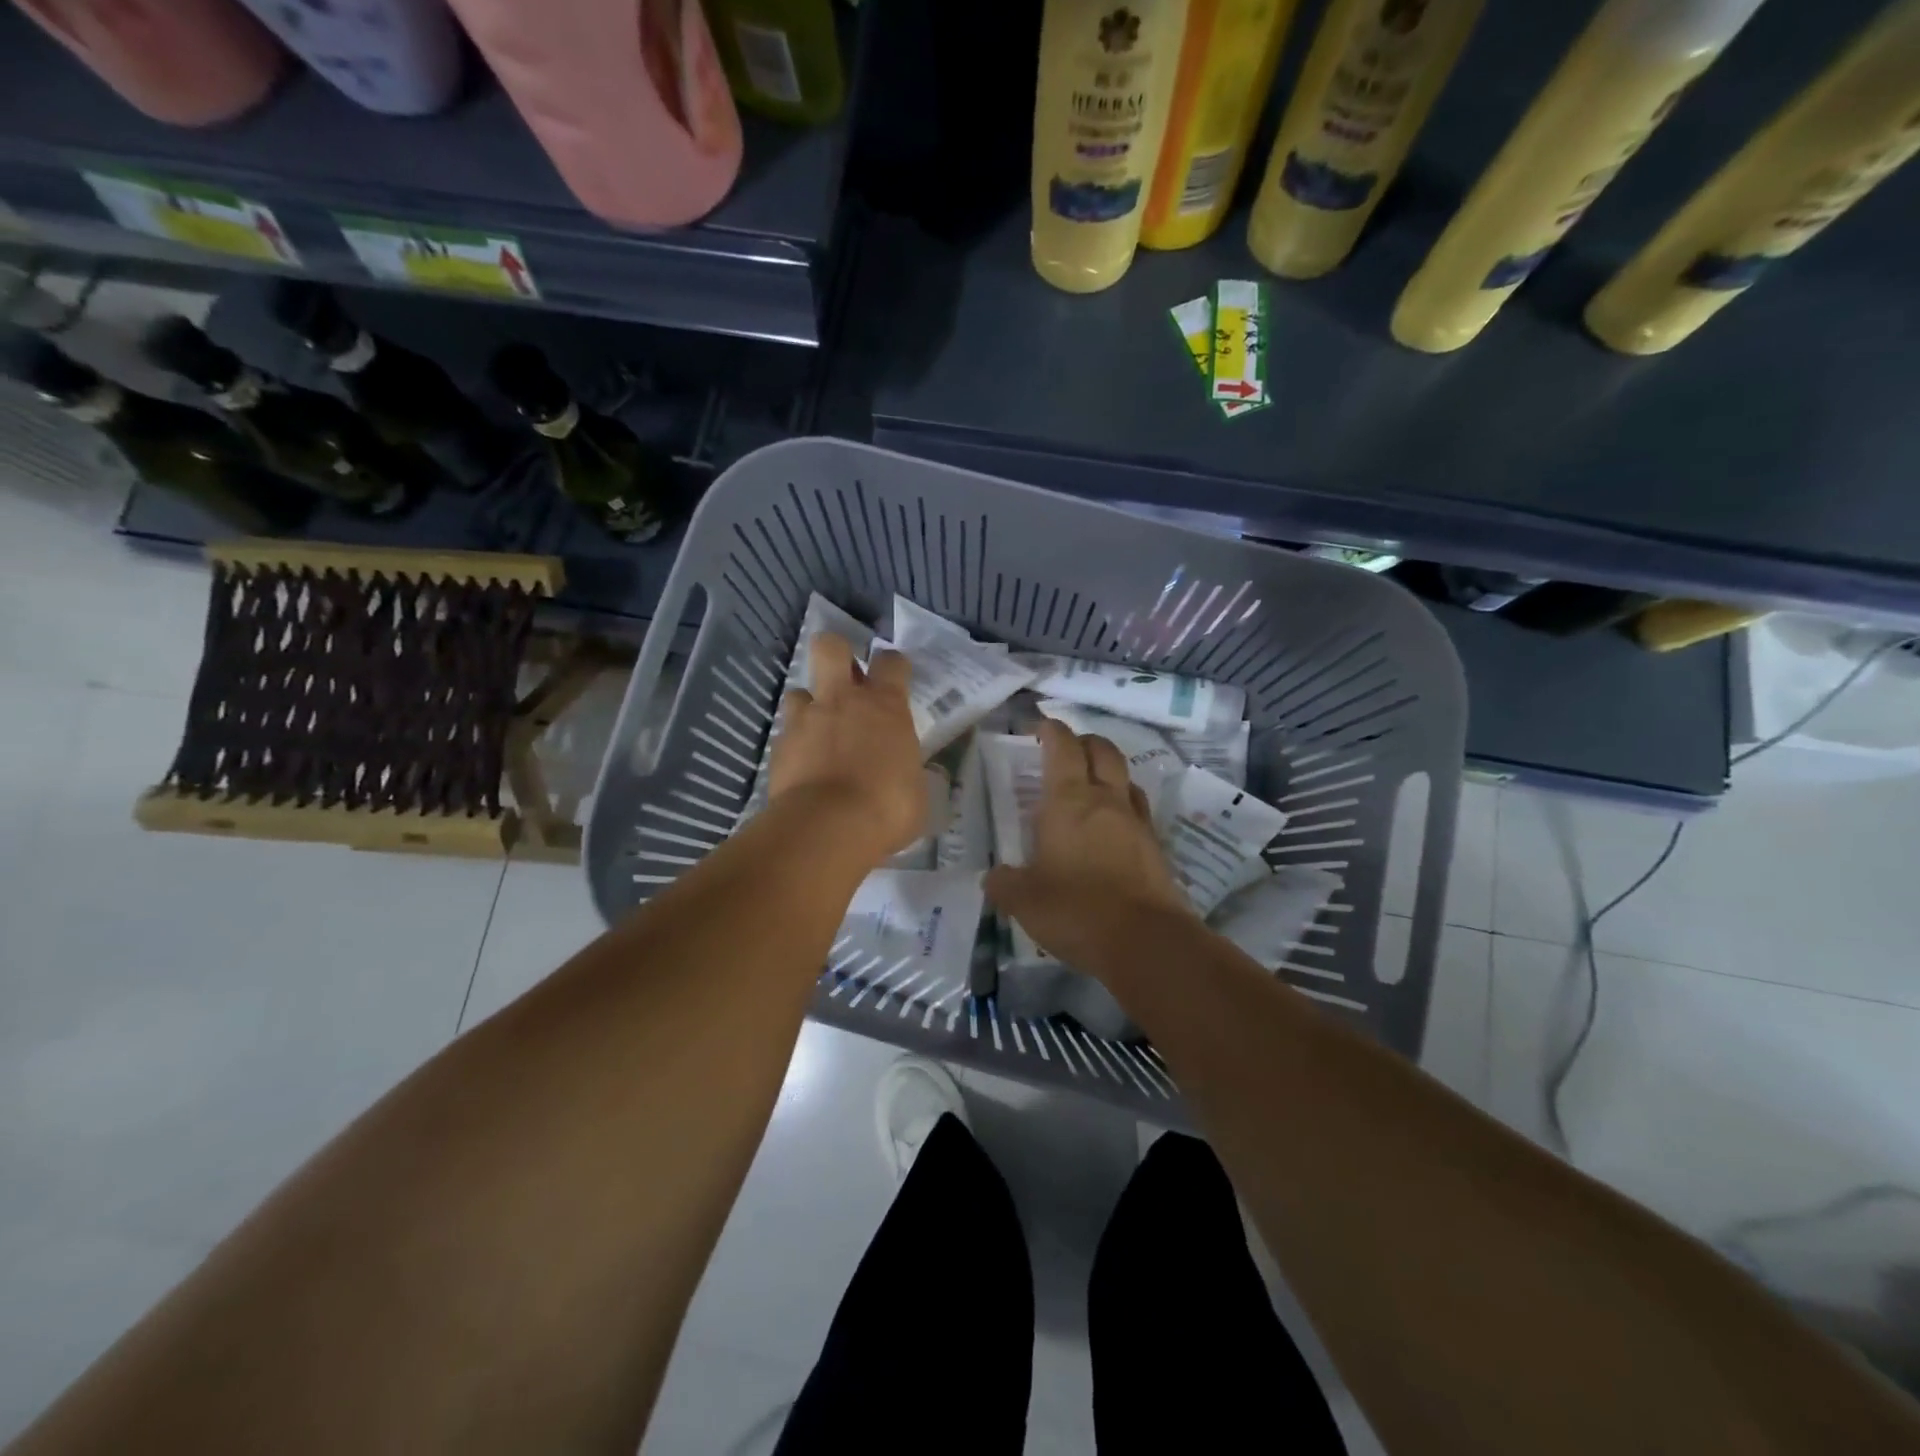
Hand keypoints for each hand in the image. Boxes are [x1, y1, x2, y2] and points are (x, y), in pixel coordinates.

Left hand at [769, 631, 926, 862]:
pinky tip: (802, 765)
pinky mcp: (779, 745)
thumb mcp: (916, 792)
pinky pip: (786, 732)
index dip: (893, 665)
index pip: (891, 662)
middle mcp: (843, 700)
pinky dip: (794, 743)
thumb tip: (906, 774)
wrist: (827, 828)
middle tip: (845, 679)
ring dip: (809, 705)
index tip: (894, 679)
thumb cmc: (887, 809)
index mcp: (885, 706)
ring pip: (798, 690)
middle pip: (830, 647)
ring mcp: (806, 719)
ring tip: (818, 729)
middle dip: (836, 653)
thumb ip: (907, 771)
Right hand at [986, 719, 1195, 972]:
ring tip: (1092, 786)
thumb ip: (1004, 883)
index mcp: (1069, 802)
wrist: (1145, 941)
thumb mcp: (1024, 900)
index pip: (1063, 748)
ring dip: (1109, 771)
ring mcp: (1136, 822)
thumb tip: (994, 876)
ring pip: (1126, 778)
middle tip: (1067, 749)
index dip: (1052, 731)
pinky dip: (1124, 806)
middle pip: (1102, 750)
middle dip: (1084, 741)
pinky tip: (1113, 827)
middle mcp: (1106, 801)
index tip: (1040, 726)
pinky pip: (1139, 811)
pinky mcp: (1156, 847)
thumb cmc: (1076, 910)